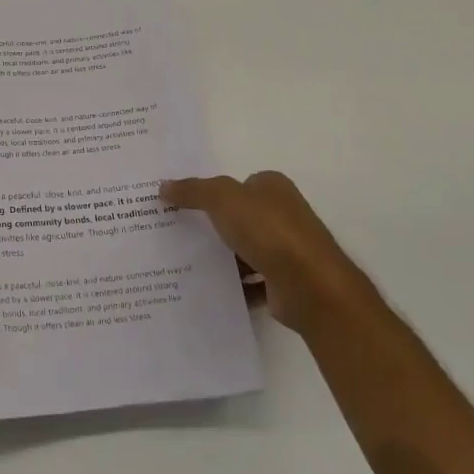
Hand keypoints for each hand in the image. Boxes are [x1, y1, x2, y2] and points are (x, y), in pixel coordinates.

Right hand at [161, 171, 366, 331]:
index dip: (211, 192)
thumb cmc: (269, 230)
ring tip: (184, 263)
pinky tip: (207, 289)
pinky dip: (233, 286)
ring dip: (222, 258)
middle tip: (176, 233)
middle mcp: (283, 215)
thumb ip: (193, 190)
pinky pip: (250, 281)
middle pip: (239, 217)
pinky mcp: (284, 282)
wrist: (310, 286)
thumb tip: (163, 186)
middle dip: (213, 226)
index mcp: (273, 188)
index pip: (237, 184)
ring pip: (244, 250)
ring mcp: (286, 250)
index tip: (181, 204)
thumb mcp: (223, 198)